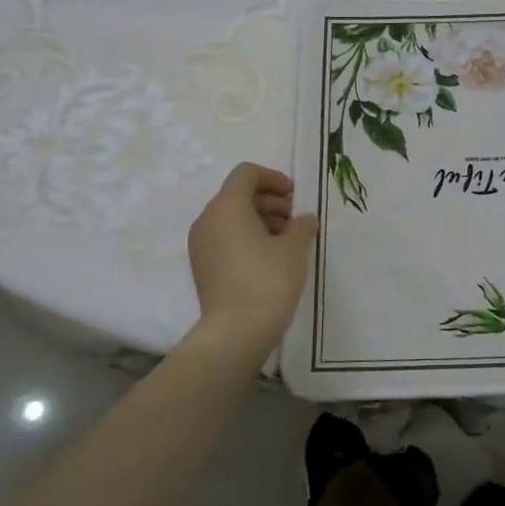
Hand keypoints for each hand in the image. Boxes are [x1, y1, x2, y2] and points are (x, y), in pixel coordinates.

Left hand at [187, 163, 316, 359]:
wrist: (236, 331)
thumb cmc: (268, 280)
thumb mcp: (295, 247)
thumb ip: (301, 225)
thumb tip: (304, 219)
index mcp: (227, 206)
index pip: (246, 174)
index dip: (273, 178)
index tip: (294, 196)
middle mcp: (207, 219)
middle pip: (238, 195)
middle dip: (269, 201)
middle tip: (294, 220)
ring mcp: (200, 244)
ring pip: (231, 218)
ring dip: (260, 219)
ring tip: (286, 240)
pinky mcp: (202, 266)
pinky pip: (224, 238)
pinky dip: (246, 237)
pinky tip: (270, 257)